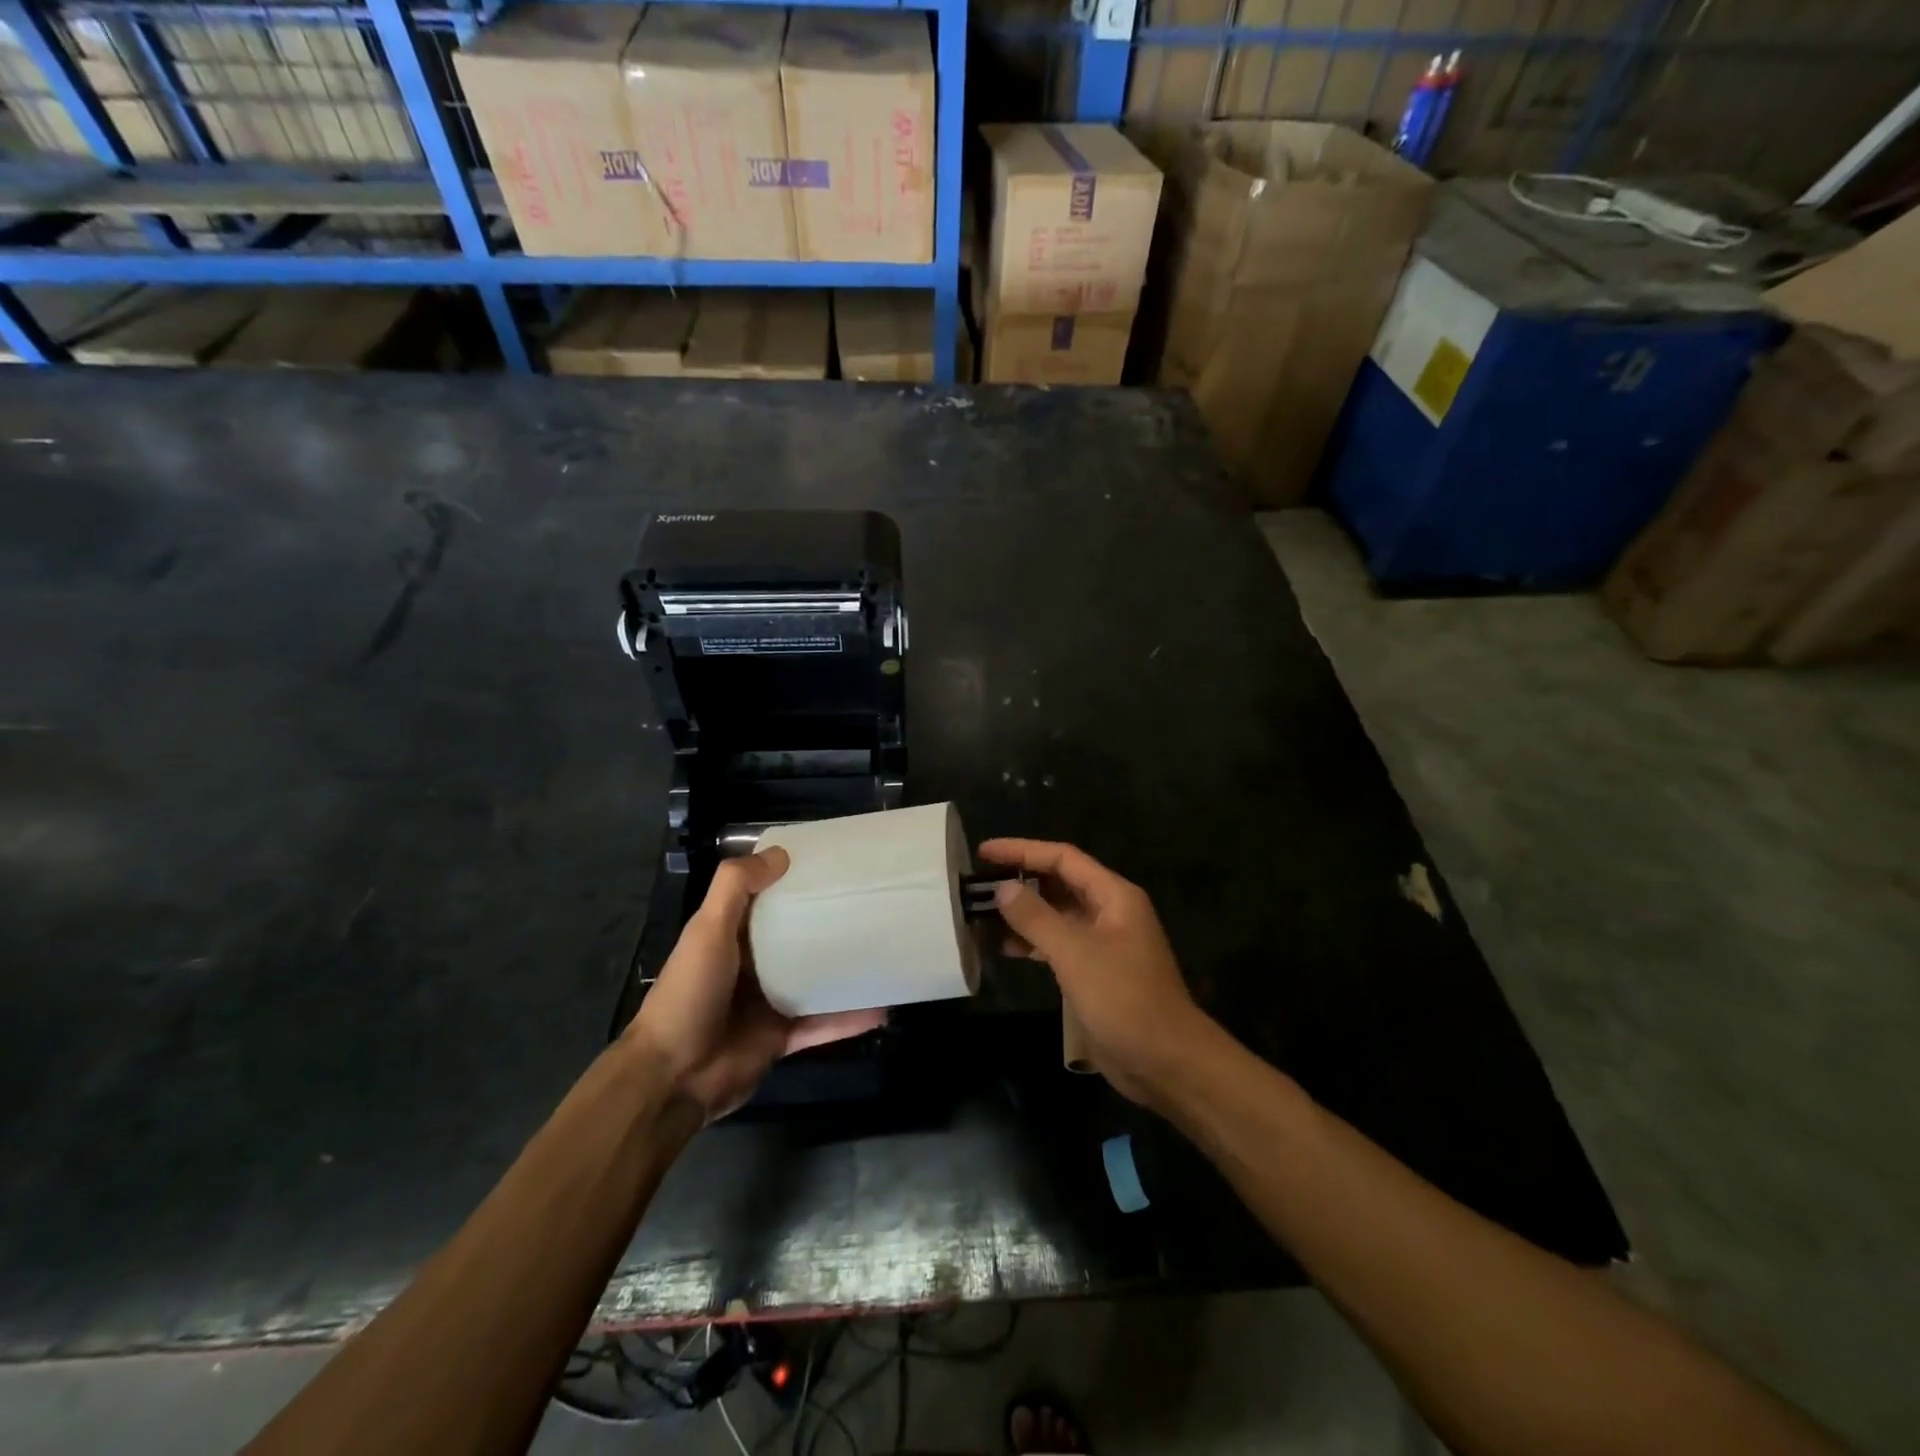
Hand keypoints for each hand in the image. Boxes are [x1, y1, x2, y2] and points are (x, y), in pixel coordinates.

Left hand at [625, 848, 886, 1120]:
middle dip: (830, 923)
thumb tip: (781, 854)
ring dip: (846, 971)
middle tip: (873, 904)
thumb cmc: (690, 993)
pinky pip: (823, 1024)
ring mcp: (769, 1002)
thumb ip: (736, 887)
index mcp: (731, 935)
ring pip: (816, 980)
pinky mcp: (783, 1037)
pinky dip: (850, 1019)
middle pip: (798, 937)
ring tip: (887, 953)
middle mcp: (752, 965)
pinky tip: (882, 1008)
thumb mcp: (708, 930)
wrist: (673, 1077)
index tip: (834, 864)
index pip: (768, 899)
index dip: (795, 880)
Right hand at [978, 837, 1213, 1107]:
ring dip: (1023, 912)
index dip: (1022, 850)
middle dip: (1020, 879)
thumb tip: (1002, 888)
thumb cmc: (1123, 998)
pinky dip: (1032, 941)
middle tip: (979, 882)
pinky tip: (1005, 947)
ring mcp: (1103, 942)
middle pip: (1059, 882)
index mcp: (1113, 895)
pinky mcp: (1095, 971)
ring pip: (1056, 914)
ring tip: (982, 913)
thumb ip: (1036, 917)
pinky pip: (1058, 944)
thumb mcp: (1075, 952)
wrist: (1165, 1061)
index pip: (1062, 858)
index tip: (984, 851)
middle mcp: (1109, 911)